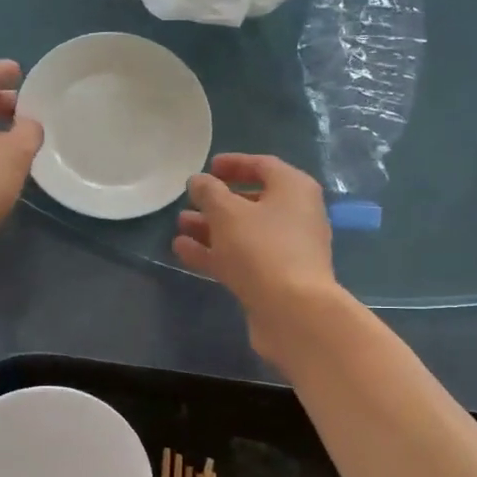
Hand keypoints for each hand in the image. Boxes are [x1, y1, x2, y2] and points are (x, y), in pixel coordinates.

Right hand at [174, 154, 344, 358]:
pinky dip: (215, 253)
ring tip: (180, 226)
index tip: (208, 168)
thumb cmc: (262, 249)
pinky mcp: (275, 279)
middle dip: (217, 202)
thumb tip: (199, 181)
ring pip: (244, 233)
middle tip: (189, 201)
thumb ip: (209, 192)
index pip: (263, 166)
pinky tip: (183, 251)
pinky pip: (242, 258)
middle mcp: (296, 216)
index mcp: (294, 189)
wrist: (293, 312)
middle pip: (253, 201)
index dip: (234, 164)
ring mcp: (287, 250)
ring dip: (212, 228)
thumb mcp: (227, 213)